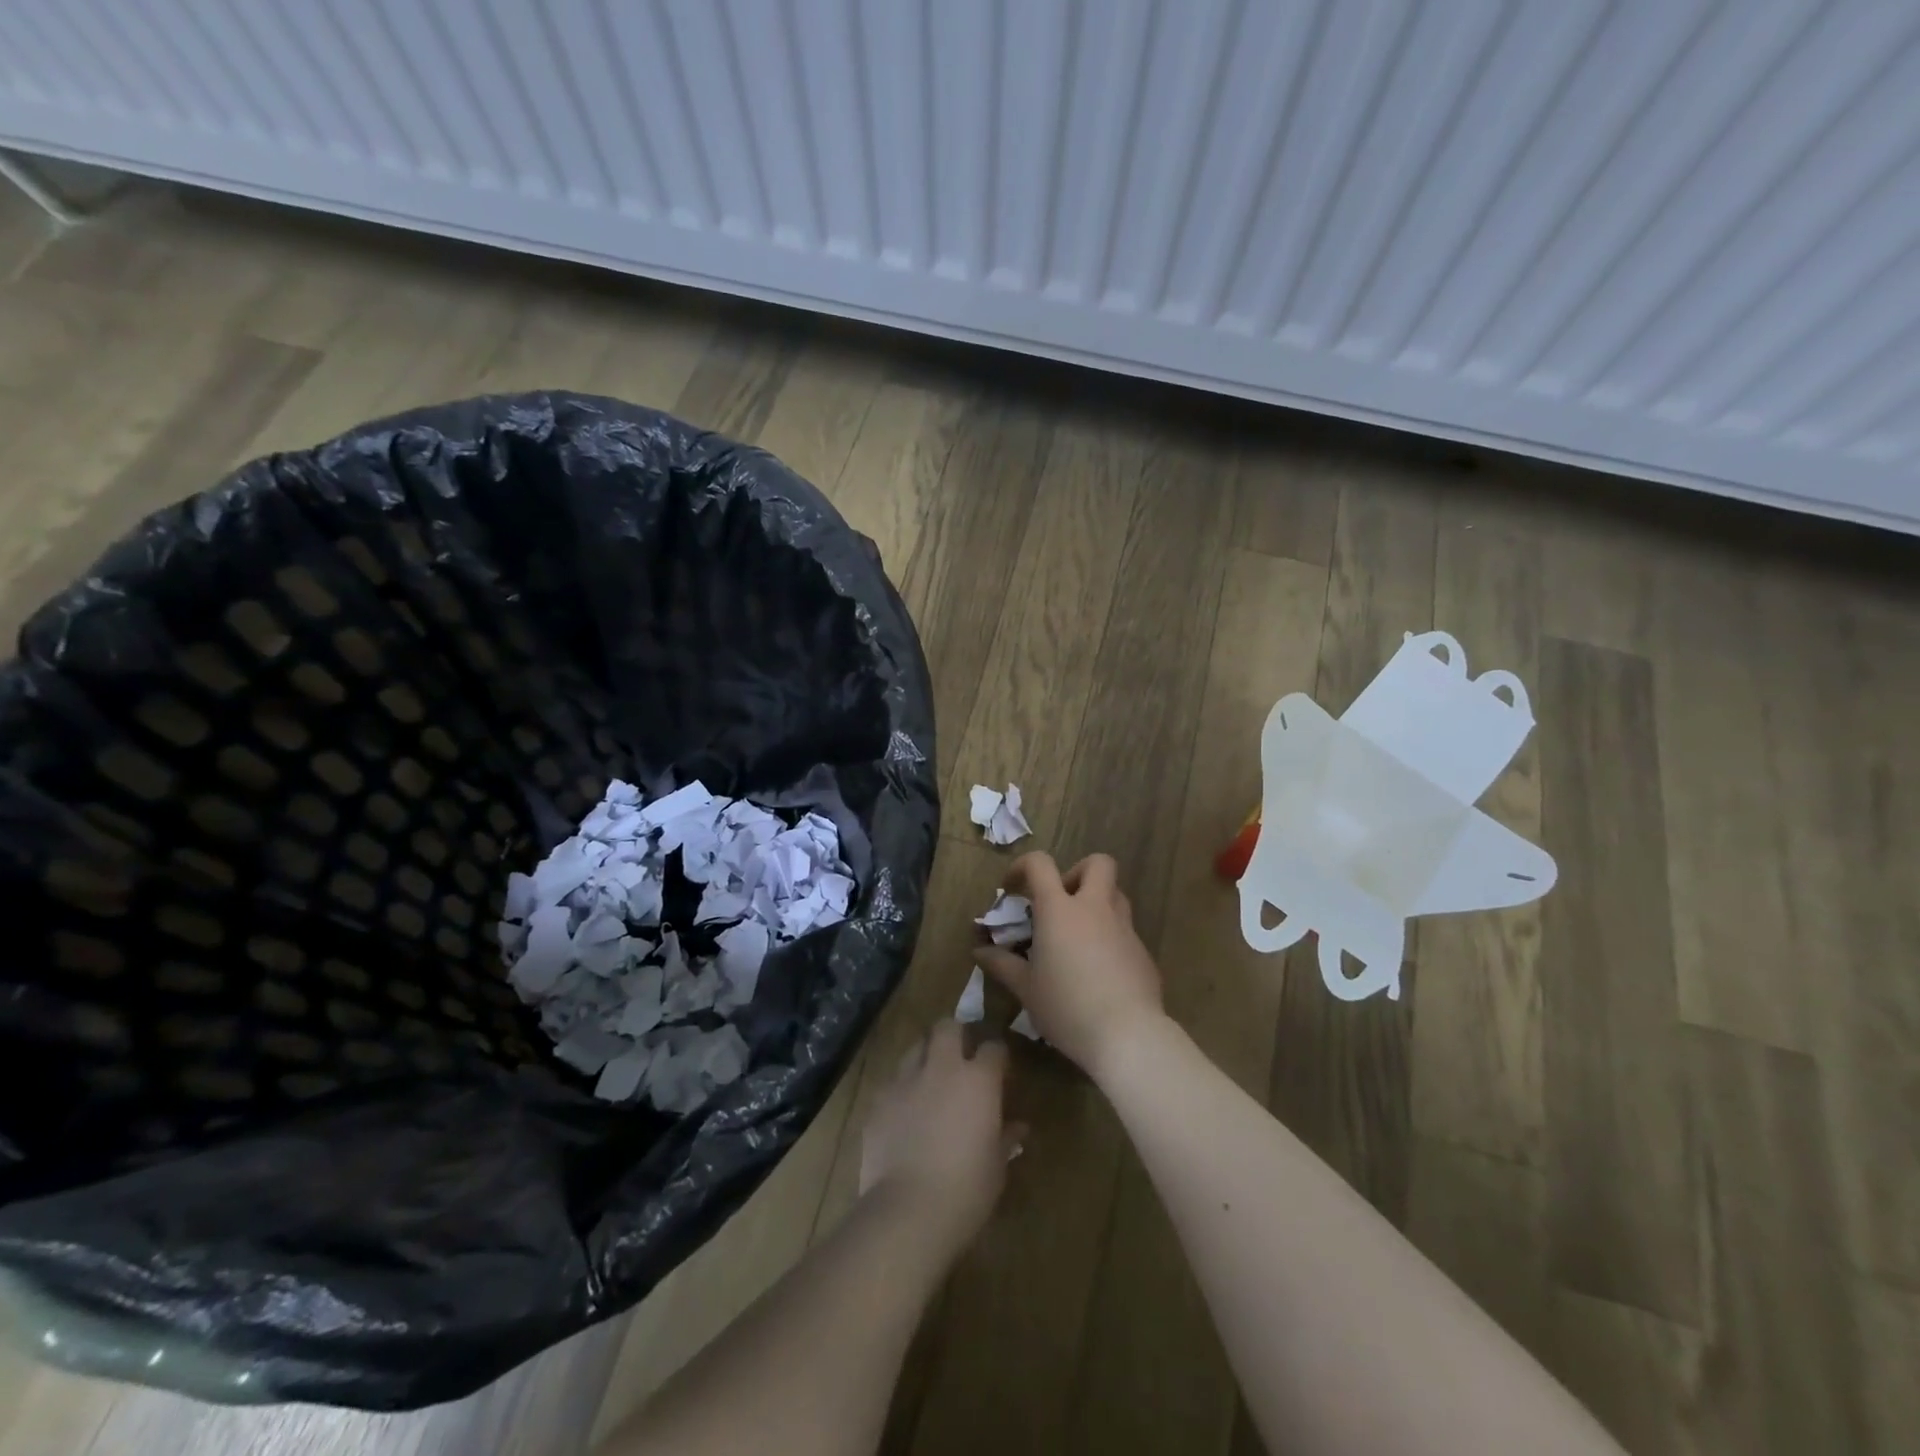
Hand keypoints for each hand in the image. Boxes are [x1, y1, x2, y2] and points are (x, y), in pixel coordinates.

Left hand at [859, 1021, 1019, 1253]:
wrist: (907, 1211)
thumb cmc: (966, 1190)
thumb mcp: (997, 1166)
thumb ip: (1006, 1137)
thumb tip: (1018, 1126)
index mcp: (978, 1080)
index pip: (993, 1047)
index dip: (997, 1056)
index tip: (1000, 1070)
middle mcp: (941, 1068)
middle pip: (948, 1027)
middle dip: (956, 1034)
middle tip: (961, 1056)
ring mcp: (906, 1080)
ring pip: (916, 1048)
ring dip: (926, 1056)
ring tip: (931, 1080)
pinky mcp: (879, 1100)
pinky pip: (893, 1081)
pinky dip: (903, 1088)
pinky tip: (905, 1112)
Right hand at [974, 852, 1165, 1077]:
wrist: (1127, 1035)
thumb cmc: (1067, 1007)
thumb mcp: (1026, 989)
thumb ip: (1002, 964)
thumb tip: (980, 951)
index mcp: (1060, 909)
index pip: (1040, 864)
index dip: (1022, 866)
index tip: (1011, 888)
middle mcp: (1095, 908)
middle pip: (1098, 863)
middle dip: (1077, 872)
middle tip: (1061, 902)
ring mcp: (1124, 928)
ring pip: (1116, 894)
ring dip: (1097, 903)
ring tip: (1078, 936)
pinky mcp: (1143, 952)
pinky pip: (1125, 930)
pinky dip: (1110, 937)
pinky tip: (1099, 971)